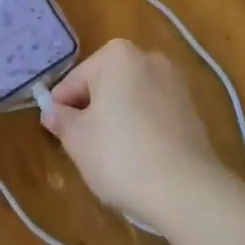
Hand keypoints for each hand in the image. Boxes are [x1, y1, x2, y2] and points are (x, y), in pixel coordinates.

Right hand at [41, 38, 220, 222]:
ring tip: (112, 156)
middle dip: (92, 111)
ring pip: (130, 99)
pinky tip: (139, 158)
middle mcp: (148, 58)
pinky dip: (142, 128)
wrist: (187, 190)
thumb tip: (52, 111)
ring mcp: (175, 82)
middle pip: (104, 85)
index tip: (59, 135)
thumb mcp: (77, 139)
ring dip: (117, 119)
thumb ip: (60, 119)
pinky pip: (153, 113)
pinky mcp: (192, 109)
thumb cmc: (121, 156)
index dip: (62, 109)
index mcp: (116, 55)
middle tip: (84, 147)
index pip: (74, 81)